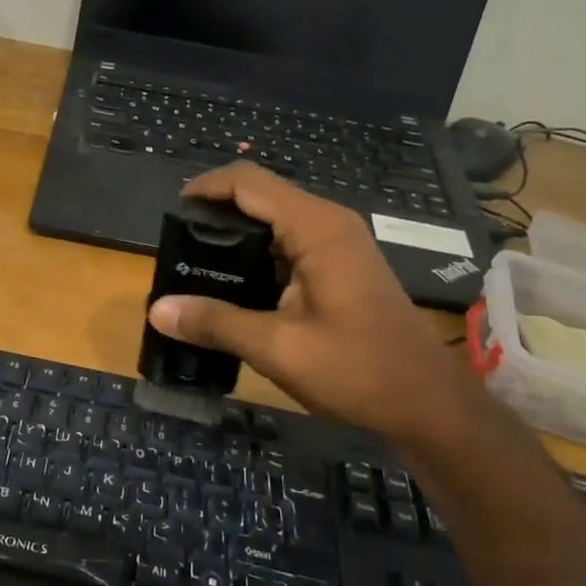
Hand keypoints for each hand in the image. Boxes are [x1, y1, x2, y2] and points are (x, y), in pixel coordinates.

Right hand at [147, 164, 467, 440]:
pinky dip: (258, 254)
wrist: (428, 404)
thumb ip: (215, 322)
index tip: (170, 213)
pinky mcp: (343, 266)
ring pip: (275, 220)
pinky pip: (291, 243)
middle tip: (178, 248)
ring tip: (197, 266)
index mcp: (316, 227)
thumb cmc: (357, 370)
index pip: (248, 182)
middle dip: (216, 213)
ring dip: (237, 235)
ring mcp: (340, 244)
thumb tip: (157, 309)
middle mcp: (329, 223)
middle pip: (261, 195)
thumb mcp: (277, 348)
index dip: (205, 187)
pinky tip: (237, 286)